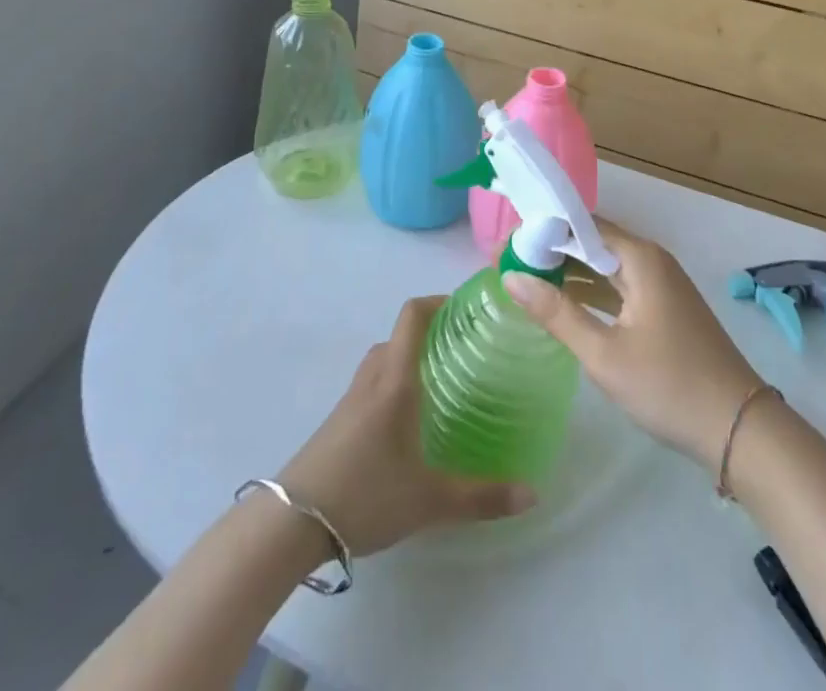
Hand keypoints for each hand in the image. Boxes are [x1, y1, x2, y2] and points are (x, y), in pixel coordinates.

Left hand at [278, 296, 534, 556]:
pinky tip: (410, 419)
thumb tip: (532, 493)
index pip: (412, 315)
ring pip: (385, 359)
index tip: (468, 308)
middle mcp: (372, 377)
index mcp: (395, 378)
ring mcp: (351, 397)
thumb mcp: (430, 500)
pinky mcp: (339, 419)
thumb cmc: (365, 494)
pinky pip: (373, 382)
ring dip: (410, 358)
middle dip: (431, 333)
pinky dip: (394, 381)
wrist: (293, 523)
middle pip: (400, 334)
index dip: (438, 301)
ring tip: (443, 381)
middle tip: (466, 350)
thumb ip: (482, 496)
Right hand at [503, 224, 765, 467]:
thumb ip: (557, 313)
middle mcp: (650, 260)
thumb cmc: (669, 386)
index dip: (542, 230)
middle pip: (592, 242)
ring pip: (605, 266)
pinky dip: (590, 292)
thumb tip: (511, 276)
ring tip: (527, 281)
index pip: (580, 224)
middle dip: (552, 251)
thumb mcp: (604, 354)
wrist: (740, 429)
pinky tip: (563, 306)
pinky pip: (618, 287)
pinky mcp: (664, 308)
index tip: (507, 245)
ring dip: (569, 273)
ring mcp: (660, 285)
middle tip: (509, 264)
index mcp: (639, 257)